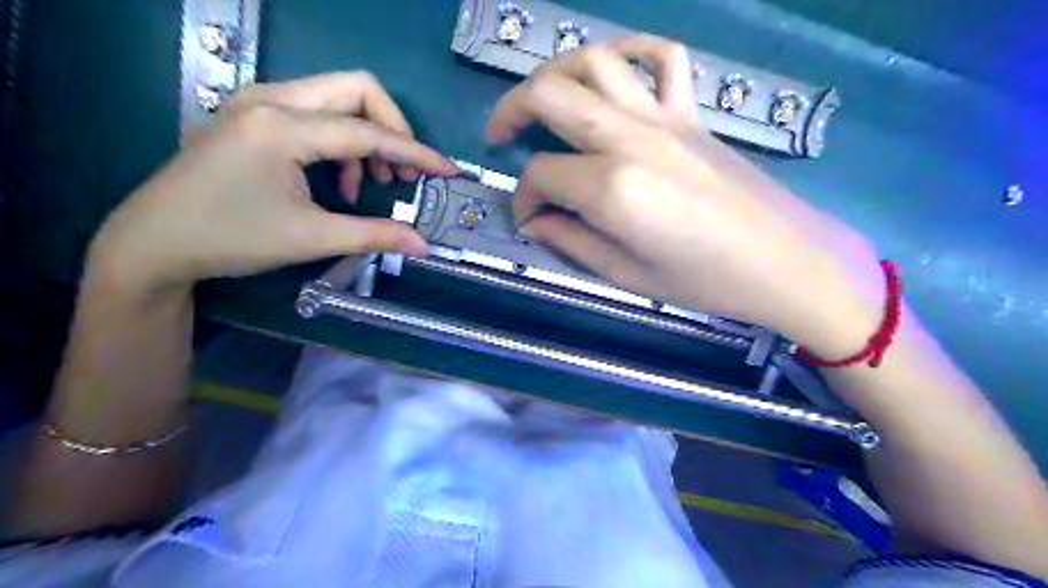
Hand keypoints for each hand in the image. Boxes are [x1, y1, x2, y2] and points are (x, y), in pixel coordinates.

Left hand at [92, 72, 459, 296]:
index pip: (368, 130)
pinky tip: (337, 179)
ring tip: (369, 181)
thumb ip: (375, 235)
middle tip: (402, 172)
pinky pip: (316, 113)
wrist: (154, 242)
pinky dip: (341, 141)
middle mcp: (271, 99)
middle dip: (393, 128)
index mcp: (282, 126)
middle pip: (356, 89)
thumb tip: (424, 245)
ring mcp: (259, 102)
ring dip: (366, 136)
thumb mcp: (311, 238)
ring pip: (337, 97)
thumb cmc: (231, 238)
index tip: (448, 171)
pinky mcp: (254, 115)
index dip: (416, 152)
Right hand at [488, 36, 878, 358]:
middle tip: (501, 139)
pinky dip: (631, 53)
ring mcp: (664, 117)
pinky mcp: (691, 112)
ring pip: (595, 61)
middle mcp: (631, 139)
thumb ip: (570, 242)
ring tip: (543, 101)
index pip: (541, 174)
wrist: (783, 261)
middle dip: (511, 113)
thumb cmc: (704, 280)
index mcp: (612, 188)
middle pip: (550, 94)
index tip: (529, 219)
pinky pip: (661, 57)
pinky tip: (615, 74)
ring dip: (556, 73)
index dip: (523, 198)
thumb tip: (535, 220)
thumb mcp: (626, 275)